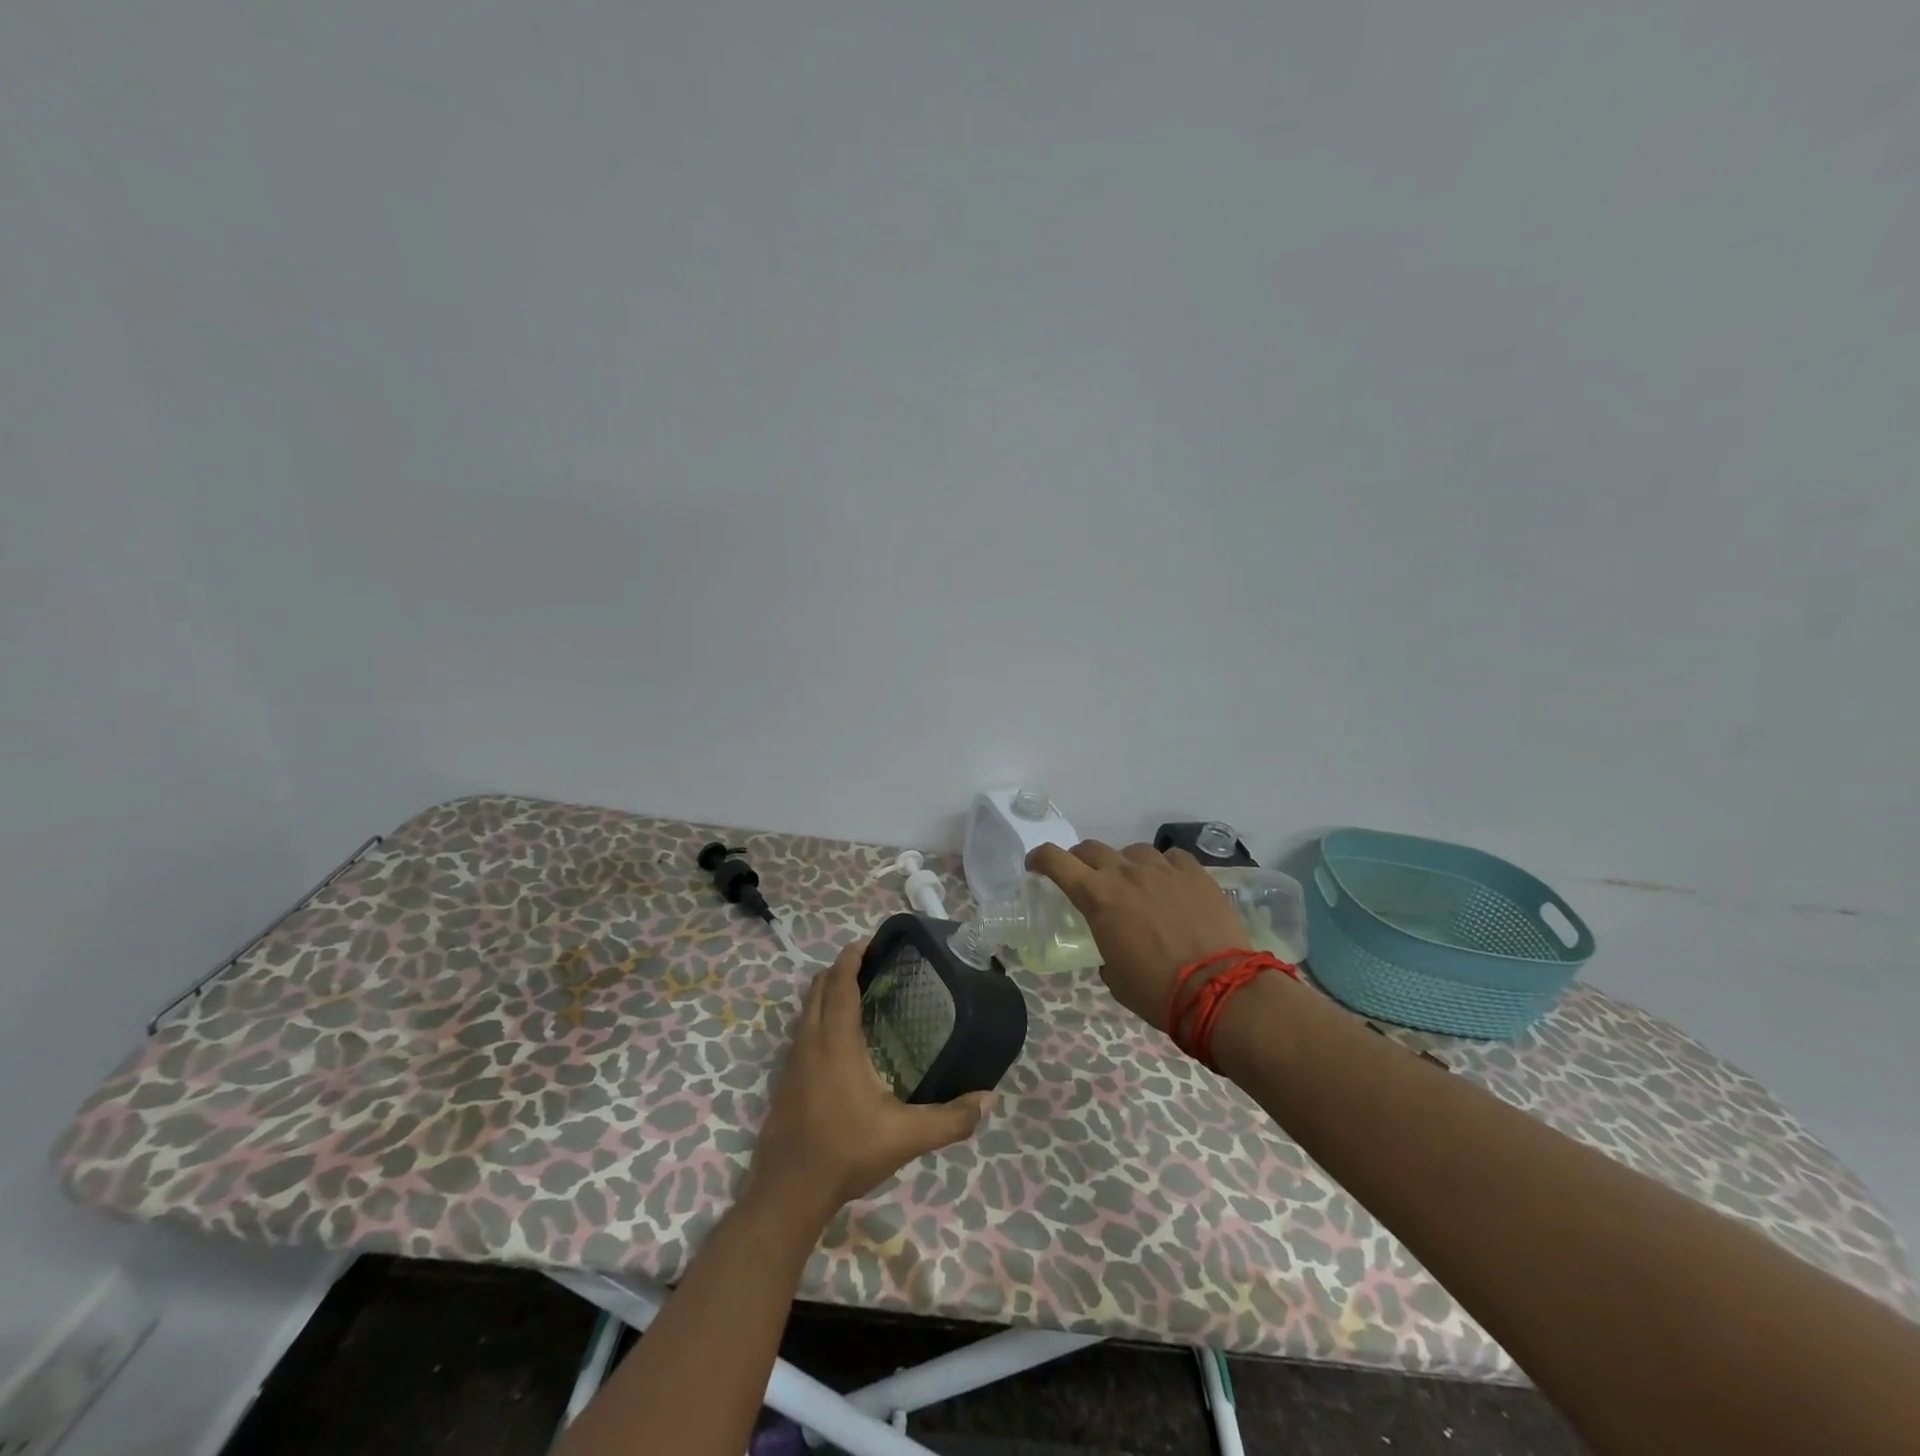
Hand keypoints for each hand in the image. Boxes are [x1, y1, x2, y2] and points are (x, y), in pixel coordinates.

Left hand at [746, 939, 991, 1227]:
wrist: (788, 1193)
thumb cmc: (846, 1152)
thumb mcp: (906, 1137)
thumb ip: (950, 1119)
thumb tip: (988, 1100)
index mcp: (836, 1042)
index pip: (840, 983)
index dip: (852, 957)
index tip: (869, 942)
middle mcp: (810, 1041)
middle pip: (819, 988)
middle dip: (840, 969)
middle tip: (870, 964)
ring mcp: (791, 1061)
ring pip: (806, 1009)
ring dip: (827, 992)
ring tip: (856, 994)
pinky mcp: (784, 1081)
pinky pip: (801, 1031)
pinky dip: (818, 1017)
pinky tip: (839, 1040)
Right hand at [1026, 840, 1250, 1029]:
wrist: (1220, 990)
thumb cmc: (1157, 991)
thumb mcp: (1115, 978)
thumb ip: (1106, 953)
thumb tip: (1113, 953)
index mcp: (1098, 897)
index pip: (1056, 861)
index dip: (1040, 857)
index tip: (1035, 864)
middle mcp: (1126, 873)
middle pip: (1092, 850)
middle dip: (1081, 860)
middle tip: (1085, 878)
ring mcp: (1163, 869)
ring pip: (1134, 851)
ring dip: (1126, 864)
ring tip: (1135, 884)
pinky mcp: (1196, 874)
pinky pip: (1172, 858)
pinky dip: (1164, 868)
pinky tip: (1171, 884)